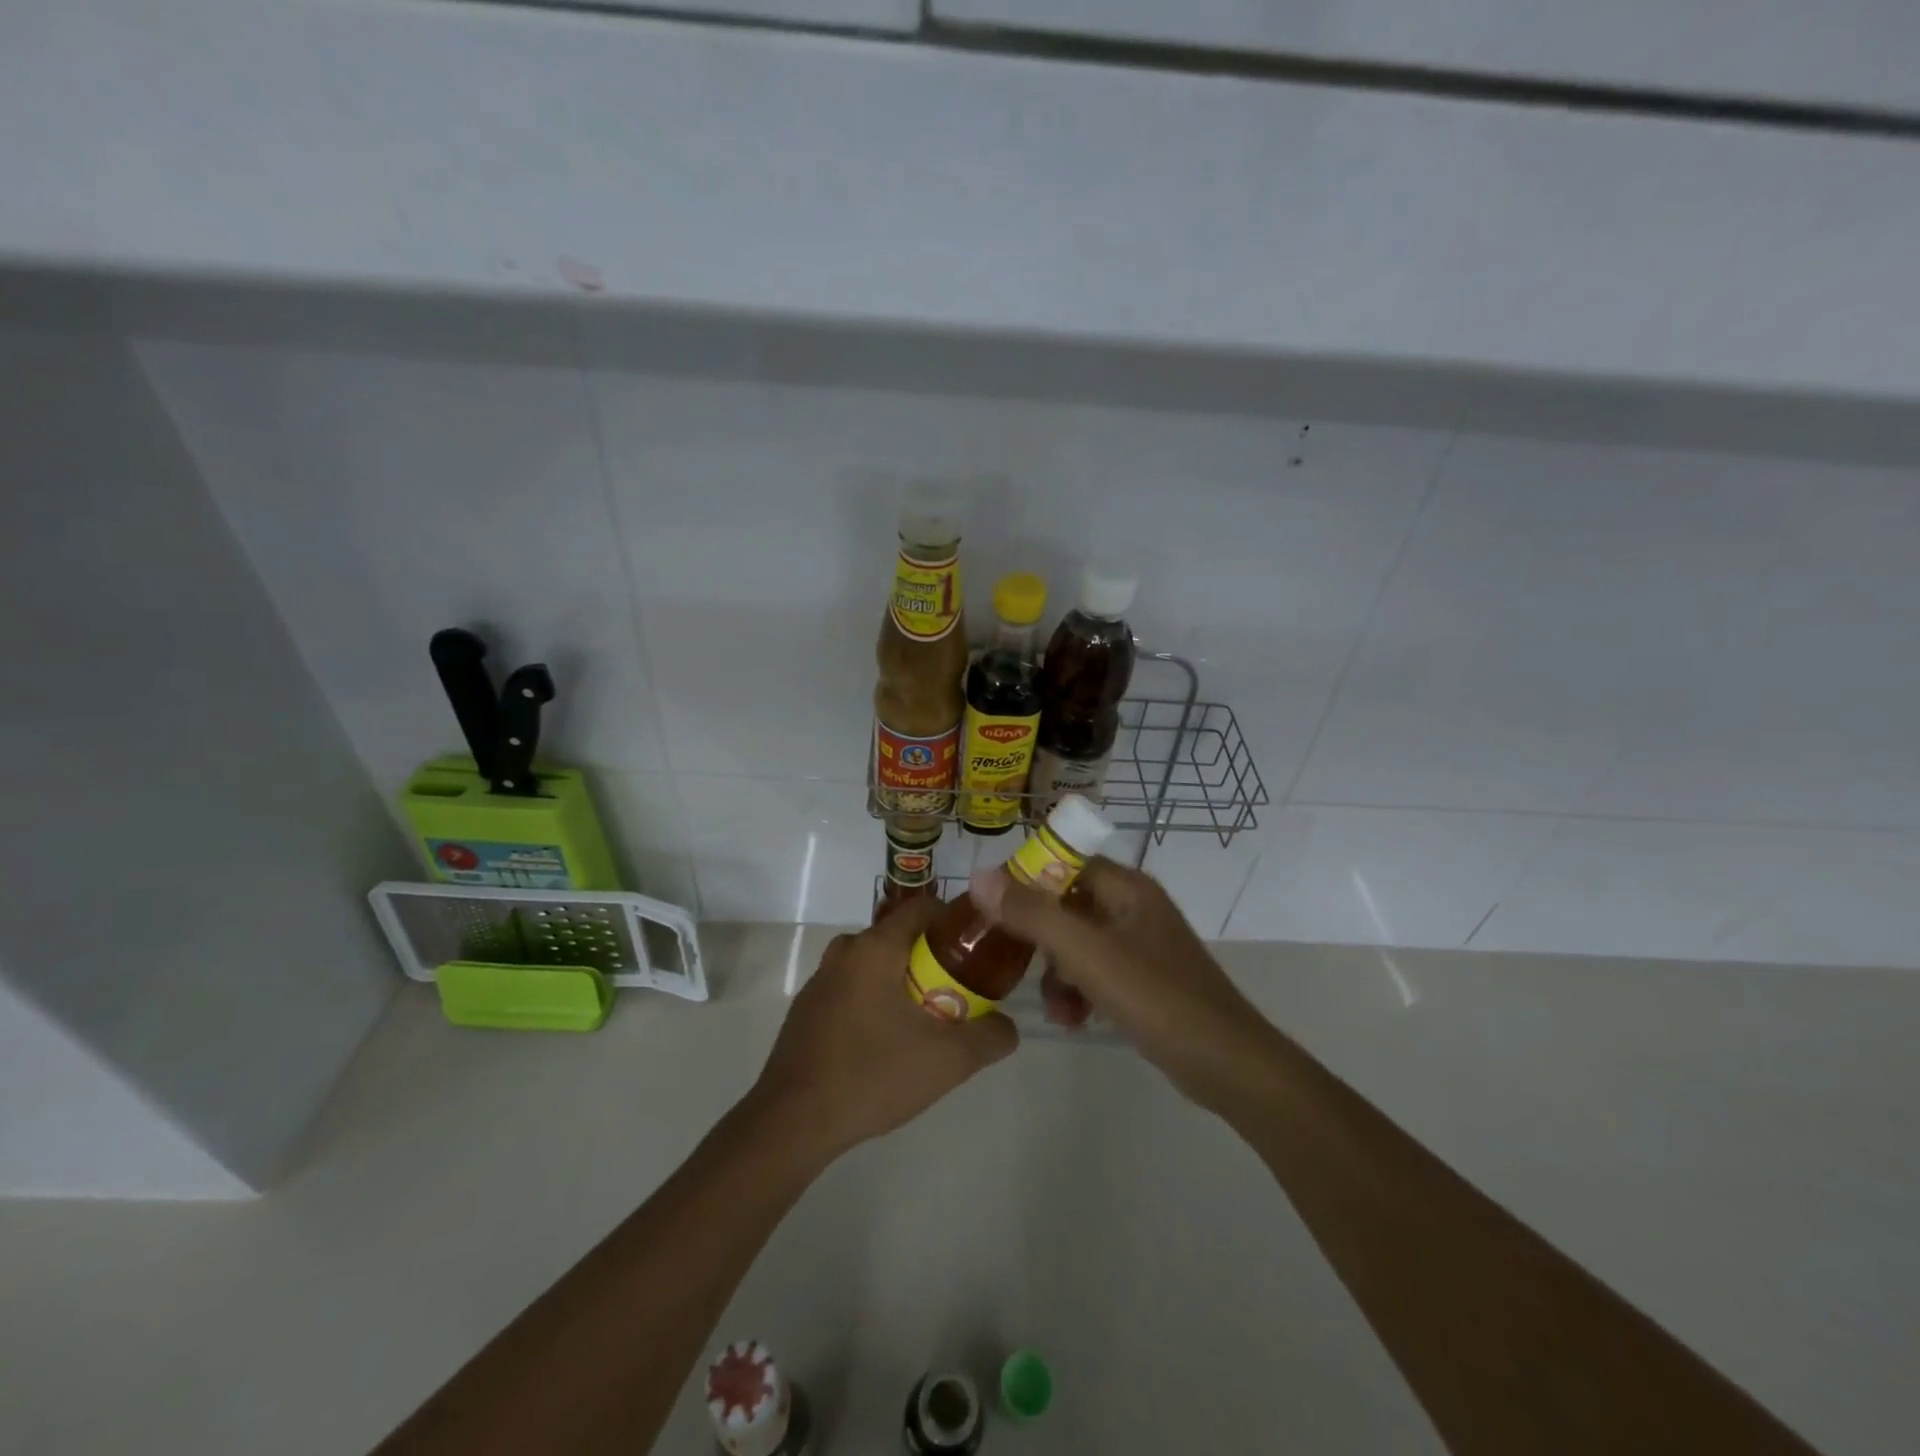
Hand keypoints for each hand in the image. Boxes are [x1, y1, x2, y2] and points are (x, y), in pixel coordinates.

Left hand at [747, 897, 1018, 1162]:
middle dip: (934, 960)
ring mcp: (821, 979)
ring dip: (904, 983)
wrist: (792, 1122)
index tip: (979, 950)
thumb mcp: (948, 1060)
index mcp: (876, 947)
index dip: (956, 922)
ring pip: (876, 965)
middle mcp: (845, 951)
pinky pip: (854, 989)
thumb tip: (1007, 1025)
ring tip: (927, 1023)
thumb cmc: (872, 1075)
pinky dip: (876, 1002)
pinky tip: (886, 1044)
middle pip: (901, 938)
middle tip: (960, 994)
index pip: (924, 908)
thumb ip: (991, 1036)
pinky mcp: (807, 1008)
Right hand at [971, 857, 1272, 1110]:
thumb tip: (980, 876)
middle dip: (1040, 938)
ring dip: (1057, 972)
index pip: (1065, 862)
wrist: (1227, 1064)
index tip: (995, 908)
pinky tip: (1072, 1019)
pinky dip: (1079, 990)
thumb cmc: (1157, 998)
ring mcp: (1141, 944)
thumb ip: (1033, 914)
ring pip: (1078, 943)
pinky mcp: (1145, 979)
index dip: (1027, 879)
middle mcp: (1134, 907)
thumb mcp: (1087, 954)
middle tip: (1015, 962)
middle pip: (1067, 904)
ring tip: (1054, 1008)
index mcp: (1127, 888)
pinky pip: (1096, 971)